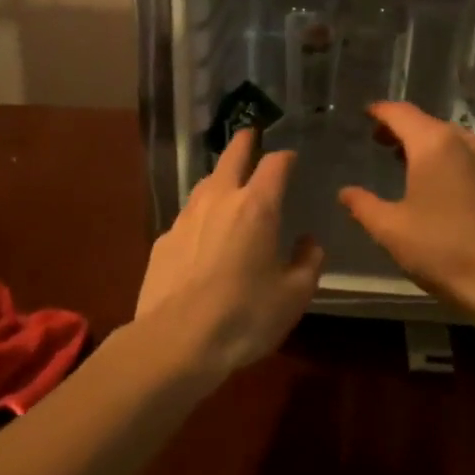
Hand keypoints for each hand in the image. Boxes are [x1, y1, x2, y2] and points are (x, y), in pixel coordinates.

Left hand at [134, 130, 323, 381]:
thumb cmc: (244, 316)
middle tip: (250, 135)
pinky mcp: (164, 239)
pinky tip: (203, 233)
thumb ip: (308, 263)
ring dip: (219, 176)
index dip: (286, 157)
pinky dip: (201, 214)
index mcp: (257, 206)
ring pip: (205, 183)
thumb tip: (310, 243)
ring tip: (227, 182)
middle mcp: (220, 199)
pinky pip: (188, 216)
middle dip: (244, 142)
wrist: (176, 340)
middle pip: (232, 156)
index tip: (291, 158)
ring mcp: (187, 217)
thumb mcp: (293, 296)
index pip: (275, 164)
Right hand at [338, 102, 474, 315]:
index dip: (380, 112)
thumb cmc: (442, 249)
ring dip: (427, 145)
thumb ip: (363, 205)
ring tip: (407, 163)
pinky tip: (440, 185)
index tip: (365, 114)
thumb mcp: (391, 229)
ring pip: (451, 139)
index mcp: (434, 144)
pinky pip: (469, 157)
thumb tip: (346, 192)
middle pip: (427, 123)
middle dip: (402, 129)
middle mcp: (466, 140)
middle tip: (380, 143)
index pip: (400, 113)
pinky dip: (449, 160)